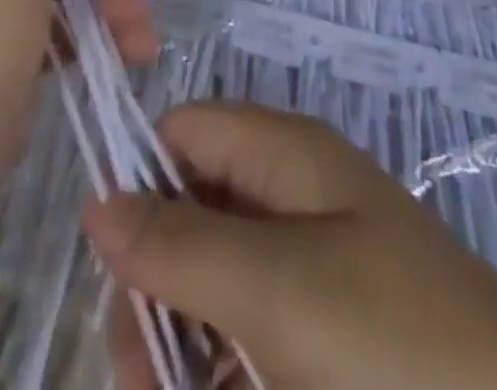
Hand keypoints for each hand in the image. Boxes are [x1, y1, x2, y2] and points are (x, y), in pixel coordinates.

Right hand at [83, 103, 496, 389]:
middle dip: (156, 289)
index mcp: (286, 155)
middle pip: (192, 213)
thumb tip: (96, 201)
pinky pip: (255, 341)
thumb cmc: (400, 347)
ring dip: (184, 348)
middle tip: (144, 376)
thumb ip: (181, 246)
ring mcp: (316, 274)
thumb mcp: (278, 290)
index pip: (183, 131)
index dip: (140, 181)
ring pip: (217, 289)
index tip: (114, 267)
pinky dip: (227, 375)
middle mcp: (295, 199)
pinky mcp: (332, 344)